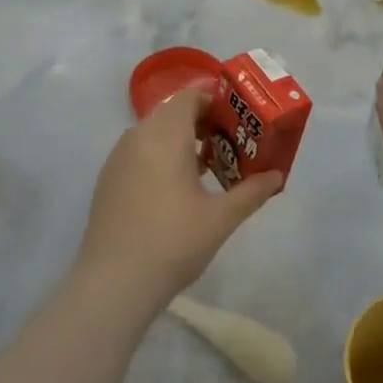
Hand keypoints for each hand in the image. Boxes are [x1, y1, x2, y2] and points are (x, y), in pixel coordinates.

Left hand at [74, 87, 280, 313]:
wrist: (112, 285)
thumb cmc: (172, 243)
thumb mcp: (221, 218)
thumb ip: (252, 192)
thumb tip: (276, 176)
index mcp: (165, 136)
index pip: (190, 97)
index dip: (215, 101)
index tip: (237, 121)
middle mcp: (138, 137)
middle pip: (172, 113)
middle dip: (201, 122)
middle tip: (228, 144)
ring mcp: (117, 159)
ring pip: (153, 133)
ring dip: (180, 140)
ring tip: (205, 167)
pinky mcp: (107, 181)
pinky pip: (138, 152)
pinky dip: (159, 156)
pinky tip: (175, 190)